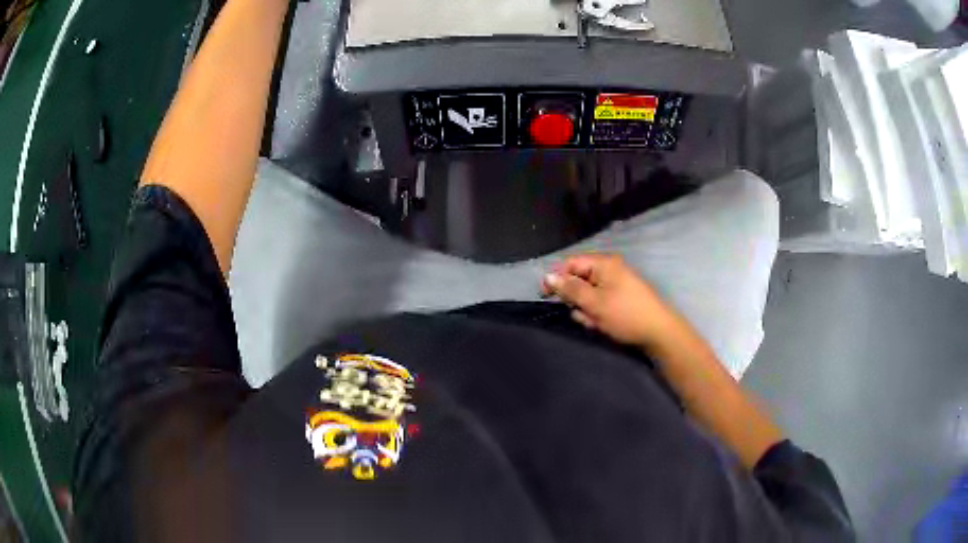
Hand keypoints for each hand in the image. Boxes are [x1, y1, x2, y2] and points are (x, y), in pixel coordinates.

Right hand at [541, 254, 678, 349]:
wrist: (658, 331)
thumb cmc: (625, 314)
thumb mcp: (594, 303)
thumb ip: (570, 289)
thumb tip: (548, 276)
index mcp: (603, 263)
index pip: (570, 263)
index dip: (557, 278)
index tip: (546, 295)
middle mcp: (608, 269)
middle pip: (578, 280)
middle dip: (576, 300)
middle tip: (583, 314)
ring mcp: (614, 284)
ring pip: (587, 295)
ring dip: (586, 311)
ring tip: (596, 322)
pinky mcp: (619, 298)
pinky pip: (598, 303)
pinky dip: (597, 314)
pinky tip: (603, 325)